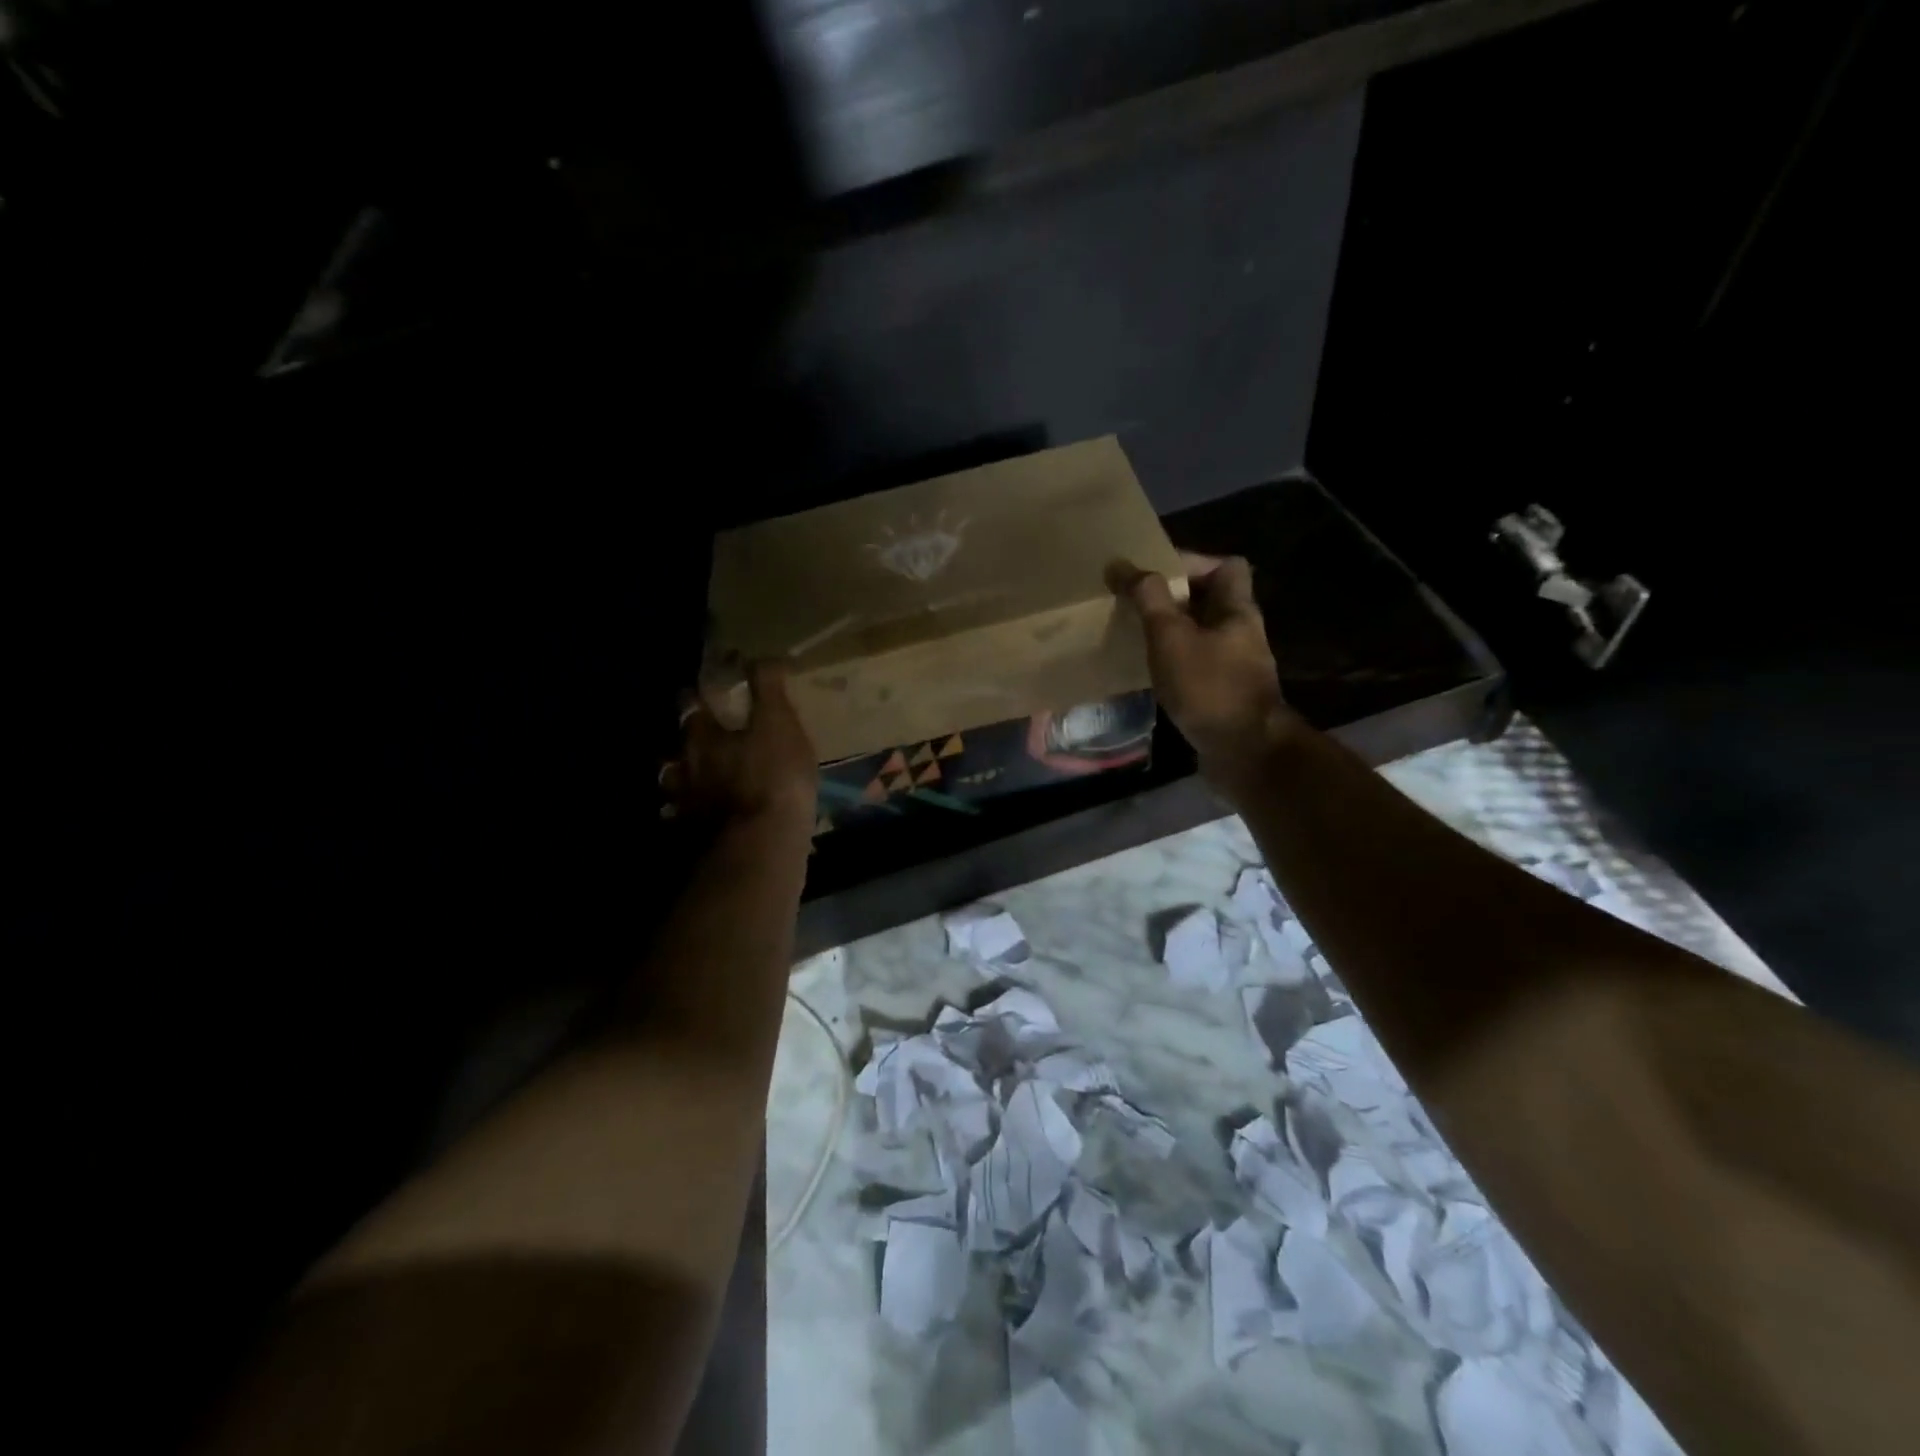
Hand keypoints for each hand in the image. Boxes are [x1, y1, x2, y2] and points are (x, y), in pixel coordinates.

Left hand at [662, 661, 817, 829]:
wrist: (763, 845)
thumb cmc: (774, 777)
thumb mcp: (780, 723)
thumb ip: (768, 688)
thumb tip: (761, 655)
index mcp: (703, 737)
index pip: (691, 705)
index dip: (697, 695)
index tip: (704, 690)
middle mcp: (686, 768)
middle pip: (677, 748)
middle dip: (687, 742)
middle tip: (704, 739)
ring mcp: (686, 805)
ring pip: (677, 786)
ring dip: (686, 781)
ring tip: (701, 783)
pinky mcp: (694, 838)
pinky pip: (688, 822)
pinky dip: (694, 818)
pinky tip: (707, 821)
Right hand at [1110, 554, 1301, 788]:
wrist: (1243, 751)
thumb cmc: (1208, 686)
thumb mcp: (1171, 636)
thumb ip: (1148, 598)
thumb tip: (1122, 565)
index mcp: (1237, 609)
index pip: (1226, 565)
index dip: (1191, 561)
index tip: (1152, 573)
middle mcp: (1241, 631)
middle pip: (1209, 599)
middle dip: (1172, 598)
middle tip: (1135, 603)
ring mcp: (1235, 664)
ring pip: (1200, 632)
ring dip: (1170, 630)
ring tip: (1135, 633)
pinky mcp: (1223, 692)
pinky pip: (1196, 662)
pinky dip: (1173, 660)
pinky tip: (1149, 670)